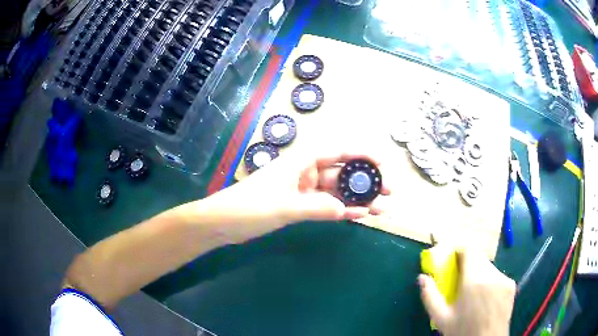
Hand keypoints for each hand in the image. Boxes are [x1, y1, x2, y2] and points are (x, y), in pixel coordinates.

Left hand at [196, 144, 390, 242]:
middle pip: (342, 173)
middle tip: (388, 191)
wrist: (224, 222)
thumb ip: (317, 207)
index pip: (338, 151)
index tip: (382, 163)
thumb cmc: (249, 207)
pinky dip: (341, 210)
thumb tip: (348, 210)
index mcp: (301, 161)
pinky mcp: (299, 206)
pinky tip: (359, 215)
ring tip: (380, 208)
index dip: (362, 154)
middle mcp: (305, 172)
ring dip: (357, 199)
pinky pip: (326, 206)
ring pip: (337, 192)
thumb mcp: (284, 206)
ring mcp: (303, 190)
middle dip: (365, 181)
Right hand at [418, 249, 515, 335]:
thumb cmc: (462, 331)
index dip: (459, 251)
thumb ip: (430, 296)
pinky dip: (489, 280)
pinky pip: (497, 275)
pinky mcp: (511, 284)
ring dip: (478, 272)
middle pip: (478, 257)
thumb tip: (422, 277)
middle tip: (459, 280)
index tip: (452, 261)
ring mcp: (504, 278)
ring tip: (472, 293)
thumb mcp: (441, 318)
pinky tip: (485, 298)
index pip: (469, 250)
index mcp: (474, 280)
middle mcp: (492, 274)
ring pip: (488, 266)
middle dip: (468, 264)